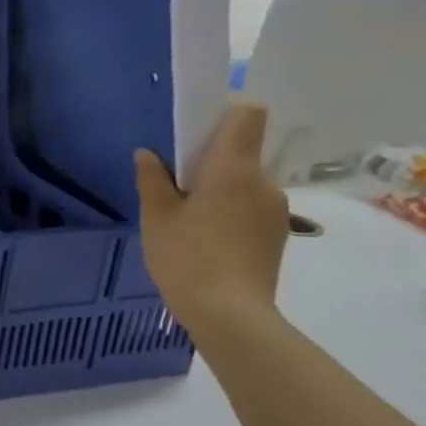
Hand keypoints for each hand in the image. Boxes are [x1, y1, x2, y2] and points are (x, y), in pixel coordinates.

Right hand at [135, 102, 290, 335]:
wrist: (229, 313)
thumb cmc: (186, 256)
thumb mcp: (156, 216)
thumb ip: (153, 179)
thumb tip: (149, 155)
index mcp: (233, 169)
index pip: (247, 116)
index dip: (225, 113)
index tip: (196, 130)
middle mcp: (263, 182)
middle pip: (241, 151)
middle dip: (210, 159)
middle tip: (176, 186)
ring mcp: (275, 209)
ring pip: (244, 182)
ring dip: (219, 188)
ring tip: (188, 219)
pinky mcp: (277, 233)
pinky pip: (250, 206)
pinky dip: (229, 211)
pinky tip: (206, 238)